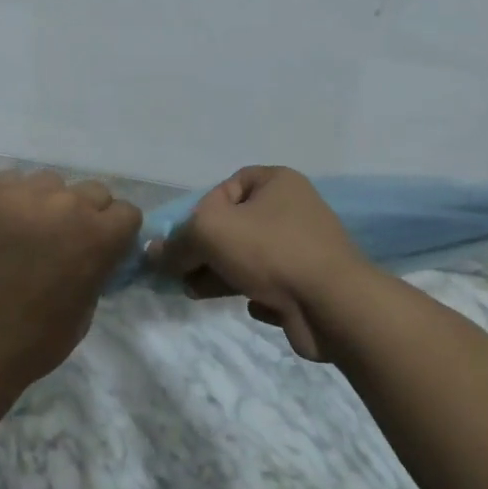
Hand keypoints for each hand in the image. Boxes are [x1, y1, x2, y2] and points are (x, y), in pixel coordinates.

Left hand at [0, 170, 140, 395]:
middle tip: (63, 239)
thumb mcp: (82, 315)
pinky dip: (11, 200)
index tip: (101, 246)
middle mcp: (65, 205)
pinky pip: (11, 181)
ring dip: (47, 202)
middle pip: (91, 191)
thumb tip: (93, 256)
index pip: (126, 212)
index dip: (116, 231)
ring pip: (50, 182)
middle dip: (85, 213)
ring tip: (26, 229)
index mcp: (96, 237)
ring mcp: (23, 194)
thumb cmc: (29, 344)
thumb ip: (94, 272)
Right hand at [148, 166, 362, 360]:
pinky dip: (255, 292)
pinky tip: (253, 304)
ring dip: (221, 274)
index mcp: (277, 182)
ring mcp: (305, 248)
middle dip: (205, 250)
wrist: (334, 307)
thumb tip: (153, 253)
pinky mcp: (310, 285)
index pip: (225, 187)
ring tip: (196, 292)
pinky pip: (271, 283)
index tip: (188, 238)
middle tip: (182, 273)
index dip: (201, 211)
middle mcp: (294, 209)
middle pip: (235, 226)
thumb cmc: (270, 250)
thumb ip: (177, 241)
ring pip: (249, 257)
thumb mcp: (209, 232)